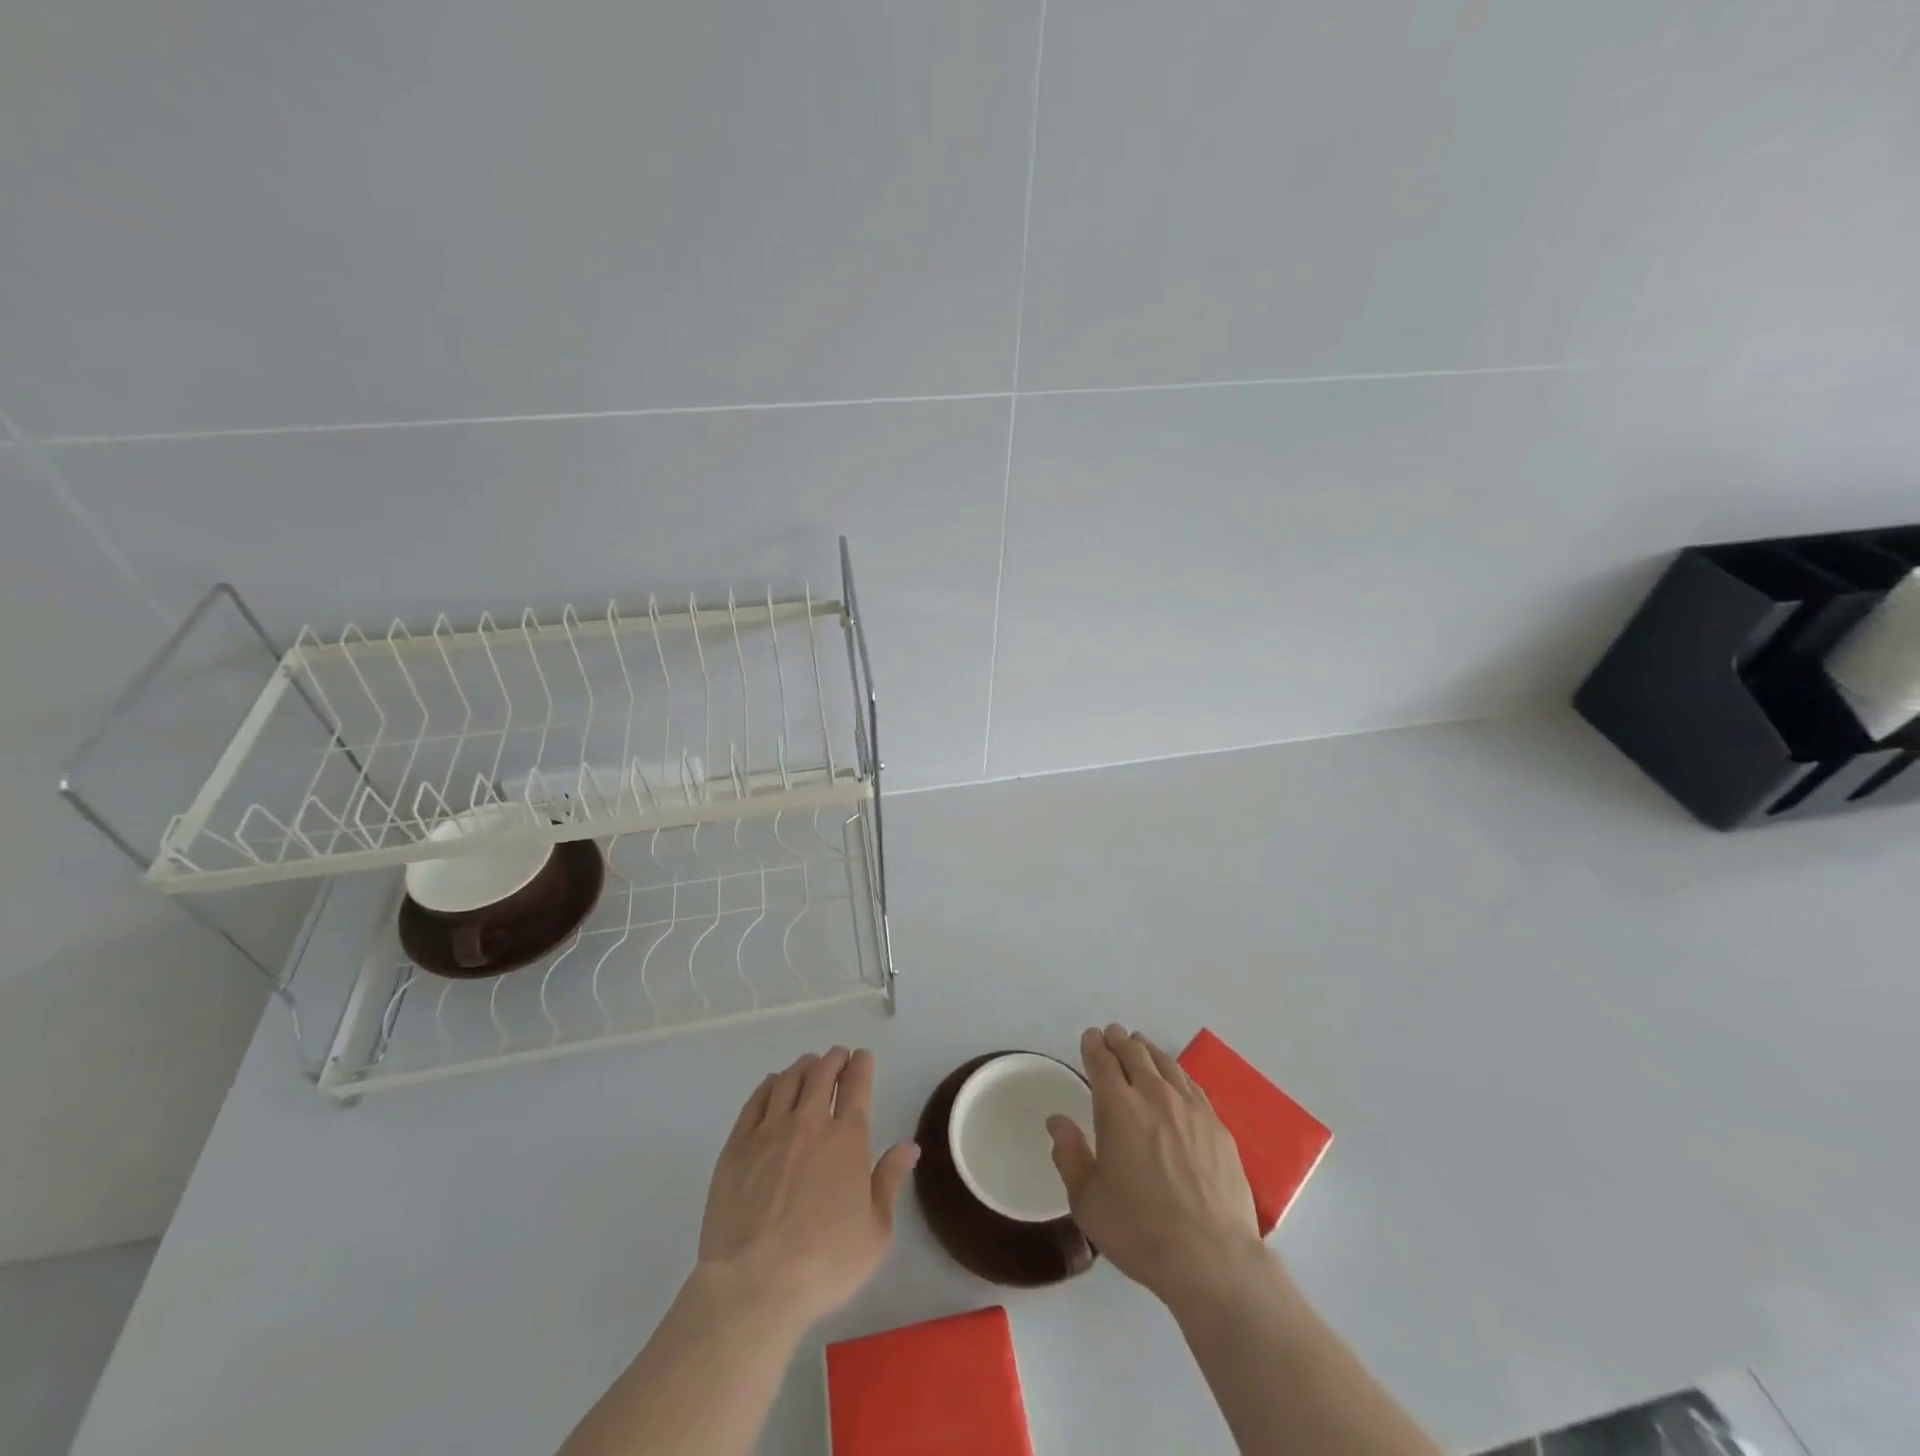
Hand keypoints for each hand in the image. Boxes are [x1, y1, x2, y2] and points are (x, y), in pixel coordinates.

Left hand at [697, 1047, 918, 1327]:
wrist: (754, 1285)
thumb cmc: (825, 1263)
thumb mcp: (876, 1233)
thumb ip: (890, 1181)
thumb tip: (909, 1147)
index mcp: (847, 1138)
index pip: (857, 1083)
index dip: (862, 1064)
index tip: (863, 1058)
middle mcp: (809, 1123)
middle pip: (822, 1073)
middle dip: (834, 1059)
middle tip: (838, 1056)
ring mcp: (769, 1132)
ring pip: (788, 1080)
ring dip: (803, 1066)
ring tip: (809, 1065)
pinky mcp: (737, 1147)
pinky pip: (755, 1101)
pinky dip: (769, 1085)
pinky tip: (772, 1084)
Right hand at [1048, 1024, 1263, 1306]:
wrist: (1211, 1258)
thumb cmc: (1140, 1231)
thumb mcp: (1087, 1201)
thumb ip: (1070, 1155)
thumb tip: (1057, 1121)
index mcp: (1117, 1108)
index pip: (1102, 1061)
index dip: (1094, 1045)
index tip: (1090, 1037)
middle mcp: (1153, 1095)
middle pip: (1135, 1053)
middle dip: (1119, 1040)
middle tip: (1112, 1035)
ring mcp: (1190, 1108)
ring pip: (1165, 1063)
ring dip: (1148, 1050)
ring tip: (1140, 1046)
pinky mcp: (1217, 1126)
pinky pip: (1192, 1084)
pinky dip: (1176, 1072)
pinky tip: (1175, 1078)